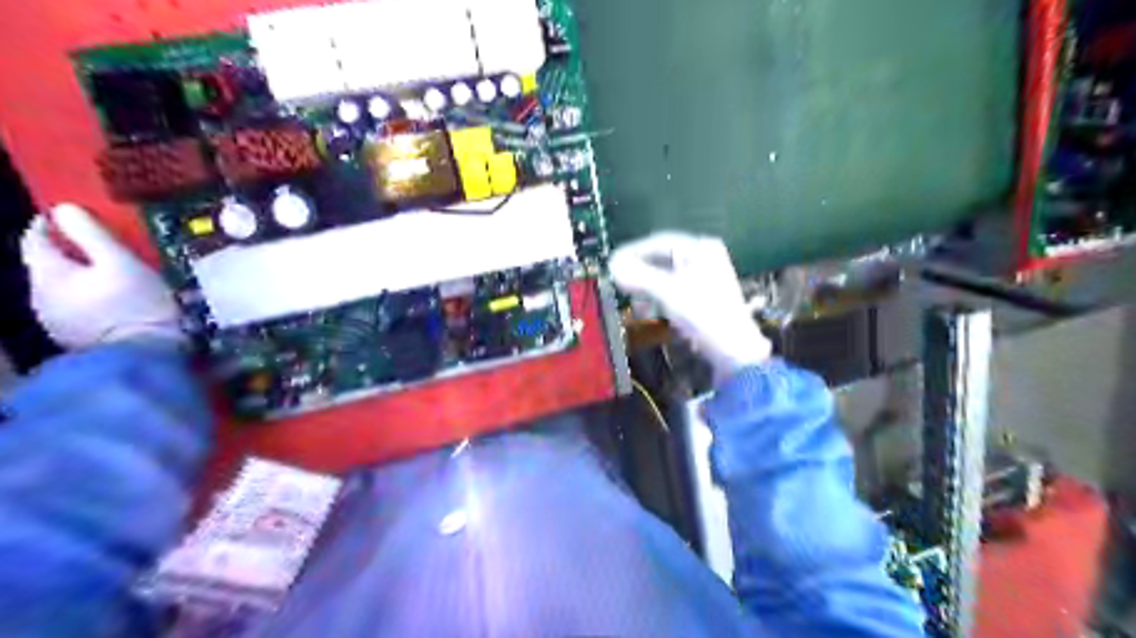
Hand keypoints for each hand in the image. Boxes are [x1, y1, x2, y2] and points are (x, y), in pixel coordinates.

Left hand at [16, 205, 180, 347]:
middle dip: (71, 254)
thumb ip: (91, 233)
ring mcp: (55, 320)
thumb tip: (64, 208)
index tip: (71, 215)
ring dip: (82, 279)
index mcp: (47, 274)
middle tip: (104, 247)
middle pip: (48, 265)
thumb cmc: (136, 304)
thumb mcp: (121, 262)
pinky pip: (76, 308)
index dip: (50, 223)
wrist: (146, 355)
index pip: (35, 239)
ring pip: (62, 288)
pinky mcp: (74, 337)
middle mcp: (39, 295)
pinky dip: (91, 299)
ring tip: (115, 276)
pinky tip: (116, 302)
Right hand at [614, 232, 772, 381]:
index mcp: (700, 248)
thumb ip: (638, 276)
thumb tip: (612, 266)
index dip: (633, 253)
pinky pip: (674, 290)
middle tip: (620, 286)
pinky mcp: (703, 297)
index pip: (658, 242)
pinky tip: (651, 312)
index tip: (612, 265)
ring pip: (666, 277)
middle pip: (662, 259)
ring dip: (647, 289)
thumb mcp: (667, 293)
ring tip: (637, 305)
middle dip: (640, 274)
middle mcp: (704, 257)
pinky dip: (659, 298)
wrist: (734, 350)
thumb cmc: (702, 314)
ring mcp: (705, 277)